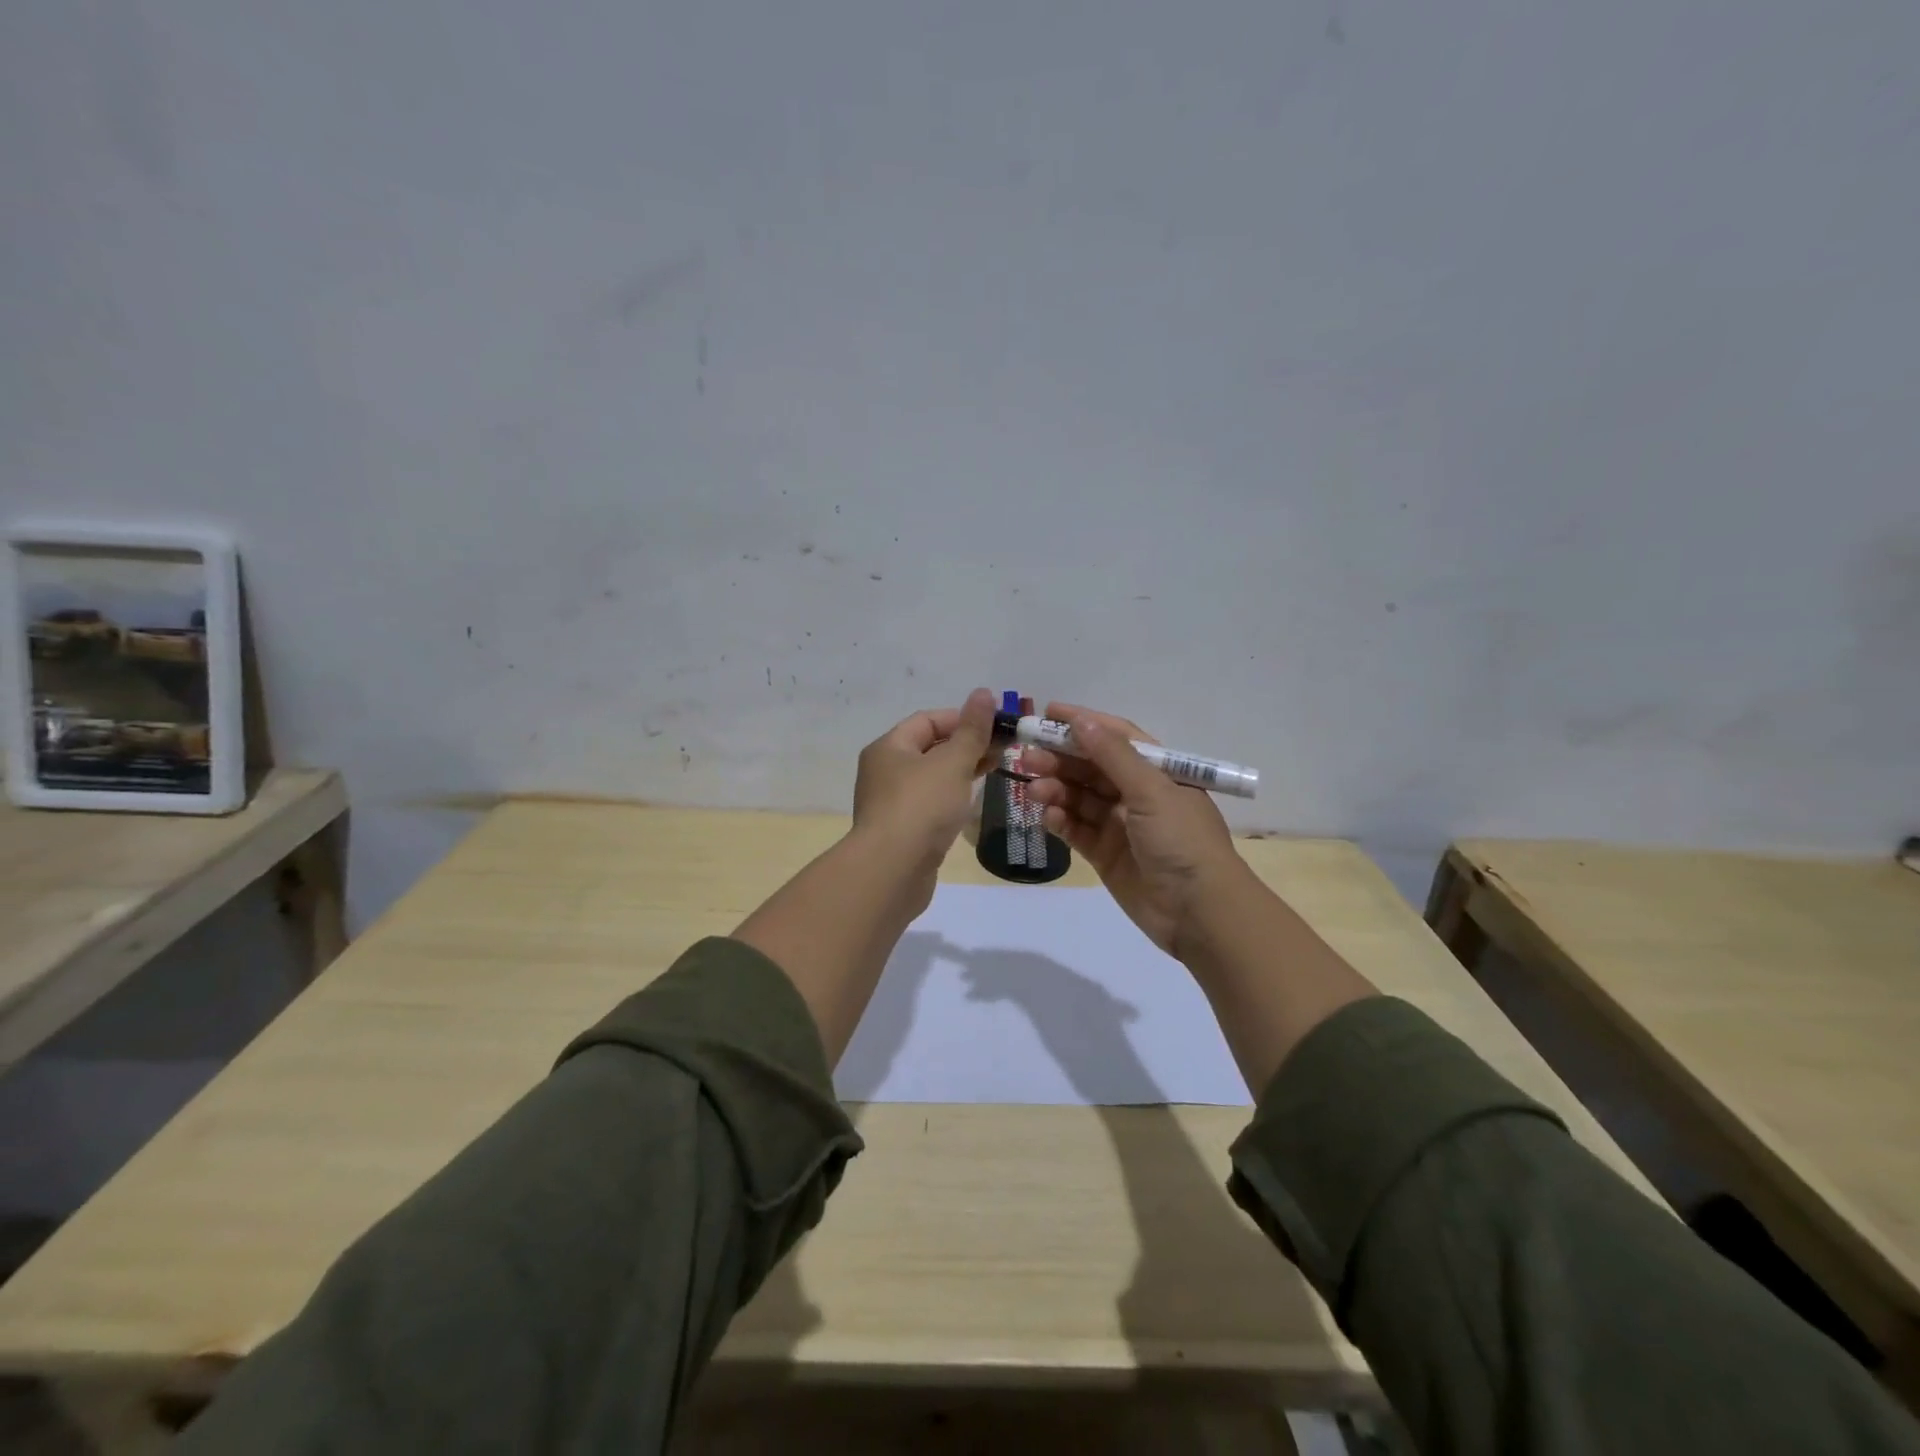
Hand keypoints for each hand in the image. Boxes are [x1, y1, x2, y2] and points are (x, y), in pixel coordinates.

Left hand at [850, 688, 998, 881]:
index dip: (963, 718)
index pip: (928, 720)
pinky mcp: (902, 831)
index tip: (997, 725)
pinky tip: (971, 802)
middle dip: (967, 745)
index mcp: (889, 747)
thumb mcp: (952, 763)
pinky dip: (952, 797)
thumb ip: (972, 730)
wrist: (892, 871)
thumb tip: (984, 693)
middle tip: (1004, 748)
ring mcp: (891, 803)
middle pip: (929, 747)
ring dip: (962, 771)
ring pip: (931, 777)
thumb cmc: (921, 807)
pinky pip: (930, 803)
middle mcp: (884, 771)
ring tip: (996, 770)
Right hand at [1022, 702, 1245, 958]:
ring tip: (1033, 790)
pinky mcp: (1106, 854)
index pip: (1116, 737)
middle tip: (1027, 757)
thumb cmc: (1182, 840)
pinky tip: (1048, 817)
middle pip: (1091, 767)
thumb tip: (1081, 720)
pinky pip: (1077, 829)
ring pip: (1079, 798)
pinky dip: (1060, 821)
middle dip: (1060, 759)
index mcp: (1158, 771)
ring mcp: (1120, 825)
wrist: (1199, 912)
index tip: (1048, 714)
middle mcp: (1138, 793)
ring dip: (1055, 790)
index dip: (1083, 723)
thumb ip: (1113, 756)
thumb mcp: (1151, 790)